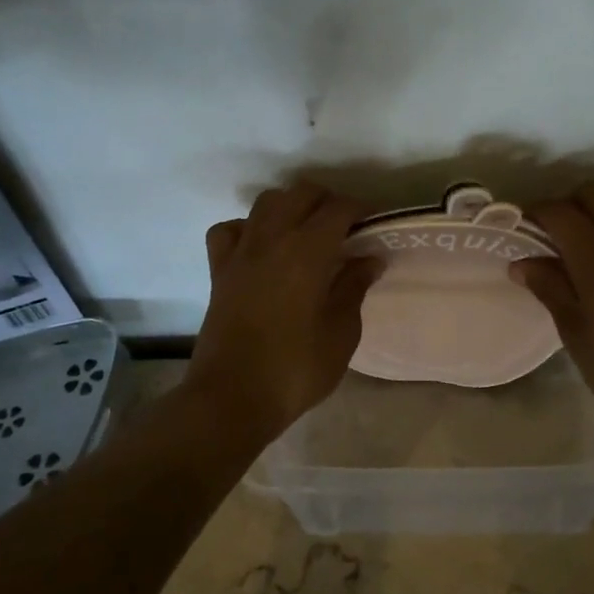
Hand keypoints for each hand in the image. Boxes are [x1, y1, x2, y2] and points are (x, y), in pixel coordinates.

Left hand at [188, 182, 382, 438]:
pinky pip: (230, 230)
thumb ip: (354, 288)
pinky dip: (248, 228)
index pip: (338, 208)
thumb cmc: (295, 370)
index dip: (360, 209)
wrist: (231, 399)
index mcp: (306, 251)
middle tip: (346, 228)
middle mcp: (271, 239)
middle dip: (327, 201)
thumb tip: (369, 258)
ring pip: (265, 203)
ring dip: (290, 206)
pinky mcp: (219, 270)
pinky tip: (261, 248)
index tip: (374, 224)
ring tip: (307, 232)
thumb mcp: (341, 333)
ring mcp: (240, 252)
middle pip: (301, 194)